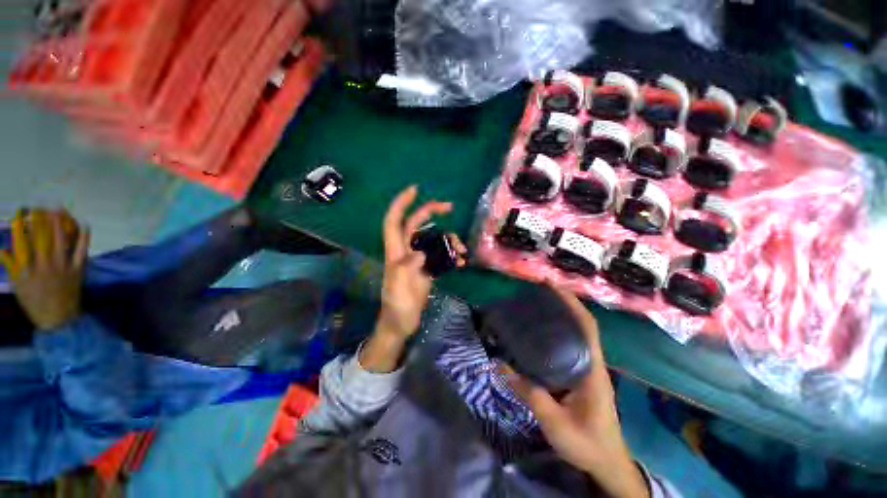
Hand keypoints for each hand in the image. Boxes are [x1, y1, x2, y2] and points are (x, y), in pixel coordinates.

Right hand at [0, 209, 89, 330]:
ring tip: (58, 209)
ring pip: (61, 239)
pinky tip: (84, 224)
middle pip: (42, 237)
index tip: (20, 214)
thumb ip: (11, 267)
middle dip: (40, 220)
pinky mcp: (78, 269)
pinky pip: (81, 250)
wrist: (58, 319)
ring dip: (60, 223)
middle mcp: (45, 264)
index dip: (21, 226)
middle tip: (39, 207)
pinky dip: (83, 236)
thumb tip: (3, 249)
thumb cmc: (34, 303)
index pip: (22, 242)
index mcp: (28, 269)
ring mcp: (63, 266)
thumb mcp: (18, 286)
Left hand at [360, 186, 466, 372]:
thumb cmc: (397, 307)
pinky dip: (451, 254)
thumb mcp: (398, 289)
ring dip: (447, 240)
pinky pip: (440, 254)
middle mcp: (406, 251)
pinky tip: (460, 262)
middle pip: (415, 224)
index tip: (415, 190)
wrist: (402, 323)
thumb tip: (420, 253)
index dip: (401, 204)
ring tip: (461, 250)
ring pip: (432, 239)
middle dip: (430, 212)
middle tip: (449, 207)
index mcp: (396, 252)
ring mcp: (418, 259)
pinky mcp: (428, 268)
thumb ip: (406, 270)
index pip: (394, 222)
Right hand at [504, 284, 648, 497]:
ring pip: (575, 335)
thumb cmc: (587, 443)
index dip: (573, 304)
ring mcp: (587, 369)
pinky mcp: (580, 375)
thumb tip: (500, 366)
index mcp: (593, 370)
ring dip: (560, 317)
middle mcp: (592, 363)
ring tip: (535, 307)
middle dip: (563, 304)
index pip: (588, 328)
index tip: (554, 287)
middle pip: (581, 325)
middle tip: (537, 293)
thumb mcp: (555, 423)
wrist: (607, 463)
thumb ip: (529, 394)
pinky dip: (556, 334)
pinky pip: (568, 347)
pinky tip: (538, 335)